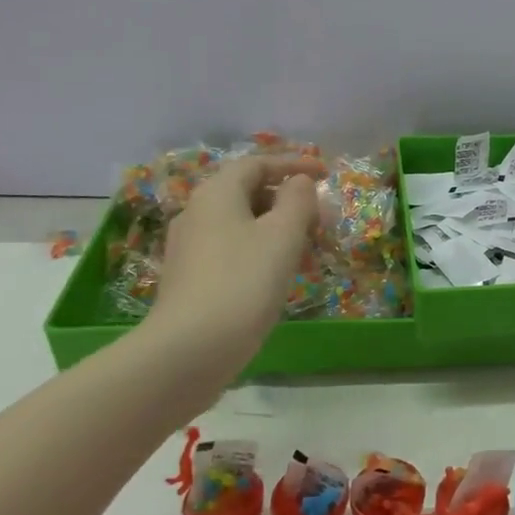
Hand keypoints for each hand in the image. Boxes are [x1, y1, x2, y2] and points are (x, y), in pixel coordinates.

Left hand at [144, 155, 325, 374]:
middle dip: (286, 198)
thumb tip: (298, 183)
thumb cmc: (244, 281)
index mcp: (217, 193)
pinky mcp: (190, 279)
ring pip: (240, 222)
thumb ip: (298, 200)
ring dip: (275, 225)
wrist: (190, 350)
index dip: (294, 164)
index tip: (326, 174)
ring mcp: (189, 248)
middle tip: (319, 215)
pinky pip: (231, 248)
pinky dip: (259, 248)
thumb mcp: (284, 234)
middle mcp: (197, 213)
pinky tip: (277, 272)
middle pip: (247, 191)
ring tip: (305, 244)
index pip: (257, 164)